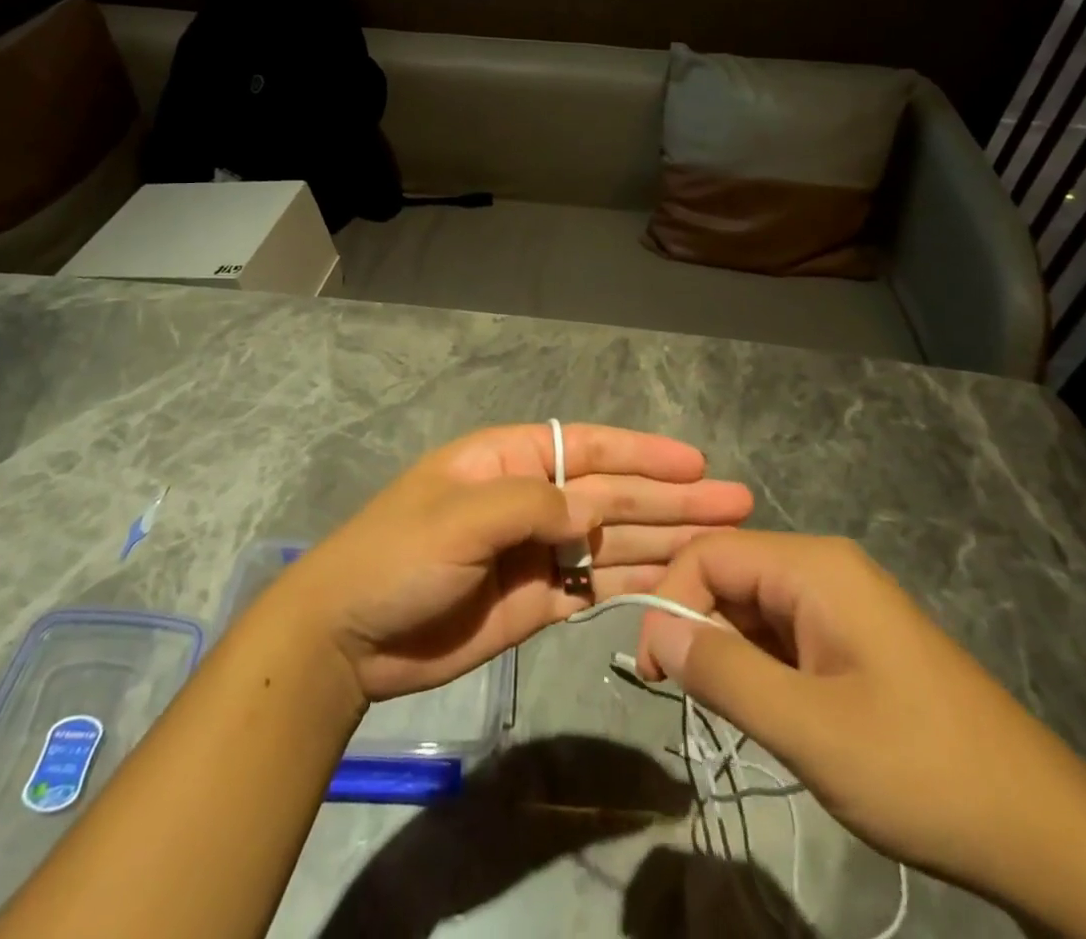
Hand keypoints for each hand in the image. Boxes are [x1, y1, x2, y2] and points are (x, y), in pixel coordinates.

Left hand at [275, 424, 752, 701]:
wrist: (350, 636)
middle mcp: (532, 499)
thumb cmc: (398, 555)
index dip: (644, 453)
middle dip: (672, 497)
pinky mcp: (538, 602)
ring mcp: (538, 553)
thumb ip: (533, 505)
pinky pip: (597, 588)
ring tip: (723, 542)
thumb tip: (593, 511)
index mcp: (510, 461)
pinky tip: (678, 584)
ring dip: (665, 539)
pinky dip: (636, 584)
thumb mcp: (461, 515)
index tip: (696, 462)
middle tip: (736, 502)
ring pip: (613, 541)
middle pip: (613, 494)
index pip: (590, 448)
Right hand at [636, 532, 1085, 938]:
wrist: (1046, 833)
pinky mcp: (857, 639)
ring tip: (725, 711)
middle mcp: (827, 569)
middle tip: (684, 698)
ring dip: (727, 650)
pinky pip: (786, 632)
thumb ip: (722, 671)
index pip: (711, 554)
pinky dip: (760, 664)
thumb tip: (653, 626)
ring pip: (756, 606)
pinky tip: (766, 710)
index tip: (652, 673)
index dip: (669, 601)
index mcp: (814, 567)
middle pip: (732, 574)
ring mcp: (846, 604)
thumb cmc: (921, 770)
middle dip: (696, 625)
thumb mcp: (807, 728)